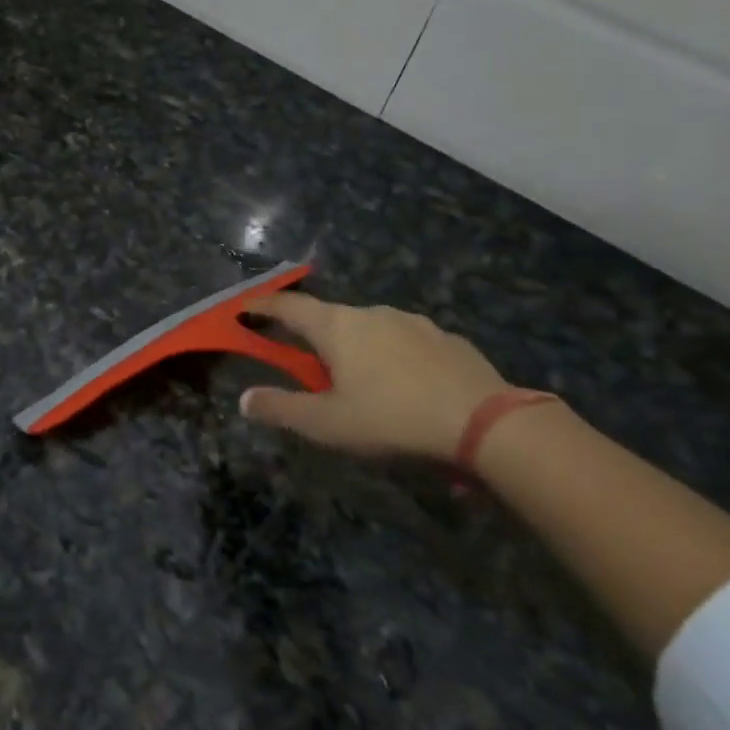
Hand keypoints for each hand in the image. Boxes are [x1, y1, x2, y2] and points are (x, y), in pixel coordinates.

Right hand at [239, 294, 509, 460]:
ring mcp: (414, 322)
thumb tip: (244, 399)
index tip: (244, 308)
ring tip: (359, 378)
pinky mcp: (447, 339)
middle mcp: (372, 313)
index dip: (263, 306)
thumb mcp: (327, 424)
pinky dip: (393, 356)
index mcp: (337, 327)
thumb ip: (282, 409)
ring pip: (370, 328)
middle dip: (312, 335)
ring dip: (355, 346)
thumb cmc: (391, 419)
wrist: (485, 424)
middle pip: (329, 317)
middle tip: (305, 361)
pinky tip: (404, 385)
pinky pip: (406, 341)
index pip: (288, 306)